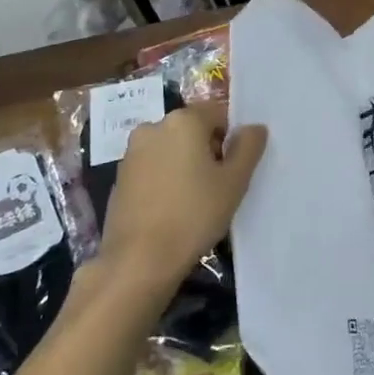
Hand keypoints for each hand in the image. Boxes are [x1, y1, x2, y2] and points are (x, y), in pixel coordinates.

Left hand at [101, 102, 266, 289]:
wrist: (139, 261)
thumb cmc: (194, 215)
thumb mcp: (234, 182)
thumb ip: (248, 147)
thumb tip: (253, 128)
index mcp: (183, 120)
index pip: (218, 113)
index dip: (231, 138)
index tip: (233, 168)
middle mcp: (153, 127)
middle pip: (193, 129)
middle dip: (207, 150)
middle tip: (218, 186)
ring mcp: (132, 152)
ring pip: (171, 149)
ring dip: (185, 165)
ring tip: (194, 200)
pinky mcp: (120, 177)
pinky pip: (153, 168)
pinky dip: (165, 179)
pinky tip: (172, 209)